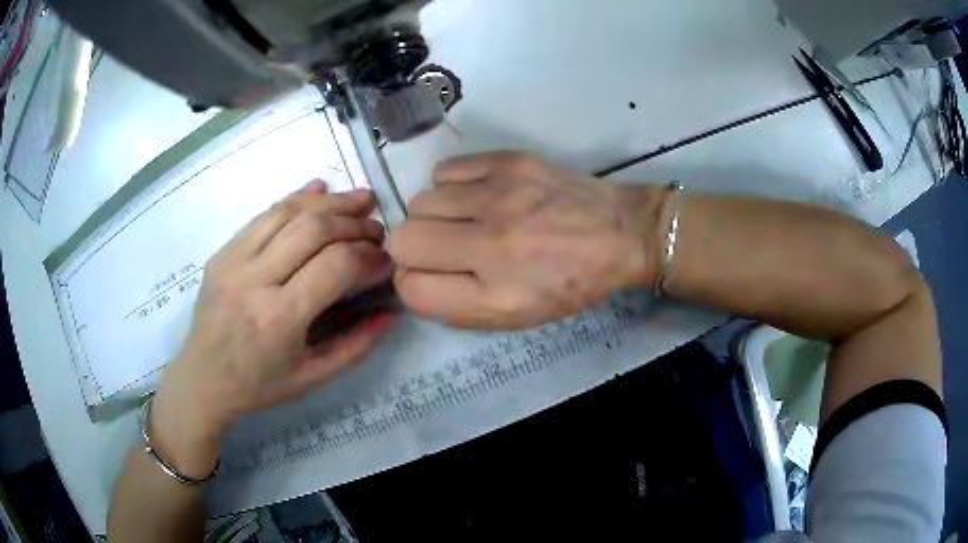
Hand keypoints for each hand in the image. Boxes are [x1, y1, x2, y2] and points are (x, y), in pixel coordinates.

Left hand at [150, 182, 395, 476]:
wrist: (202, 378)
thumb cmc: (259, 385)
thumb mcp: (313, 377)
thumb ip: (356, 345)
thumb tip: (391, 312)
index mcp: (279, 319)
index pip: (334, 266)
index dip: (368, 257)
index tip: (386, 261)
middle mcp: (254, 281)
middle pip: (313, 229)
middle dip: (353, 223)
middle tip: (376, 230)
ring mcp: (233, 261)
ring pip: (288, 212)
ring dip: (330, 202)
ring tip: (360, 199)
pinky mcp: (222, 251)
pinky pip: (263, 214)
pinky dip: (296, 197)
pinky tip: (320, 189)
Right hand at [388, 152, 664, 329]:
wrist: (621, 232)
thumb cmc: (572, 282)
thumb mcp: (519, 317)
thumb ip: (460, 310)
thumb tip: (416, 283)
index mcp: (497, 294)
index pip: (411, 288)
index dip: (411, 283)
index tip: (428, 275)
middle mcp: (492, 245)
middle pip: (404, 239)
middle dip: (415, 248)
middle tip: (443, 247)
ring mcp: (500, 197)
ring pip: (420, 201)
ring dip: (434, 215)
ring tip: (464, 219)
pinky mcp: (509, 162)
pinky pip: (445, 170)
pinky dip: (451, 186)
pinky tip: (476, 195)